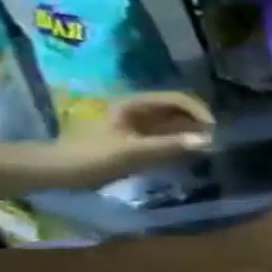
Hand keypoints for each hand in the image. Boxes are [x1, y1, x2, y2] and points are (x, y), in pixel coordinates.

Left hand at [47, 92, 213, 188]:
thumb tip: (209, 141)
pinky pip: (171, 136)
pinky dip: (186, 143)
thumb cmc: (89, 157)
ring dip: (196, 133)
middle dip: (201, 123)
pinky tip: (195, 153)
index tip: (214, 129)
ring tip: (211, 148)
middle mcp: (139, 111)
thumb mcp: (131, 152)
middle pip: (181, 110)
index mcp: (134, 105)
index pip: (178, 99)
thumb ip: (169, 145)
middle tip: (218, 140)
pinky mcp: (140, 139)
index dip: (200, 111)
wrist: (53, 172)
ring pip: (178, 123)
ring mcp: (139, 125)